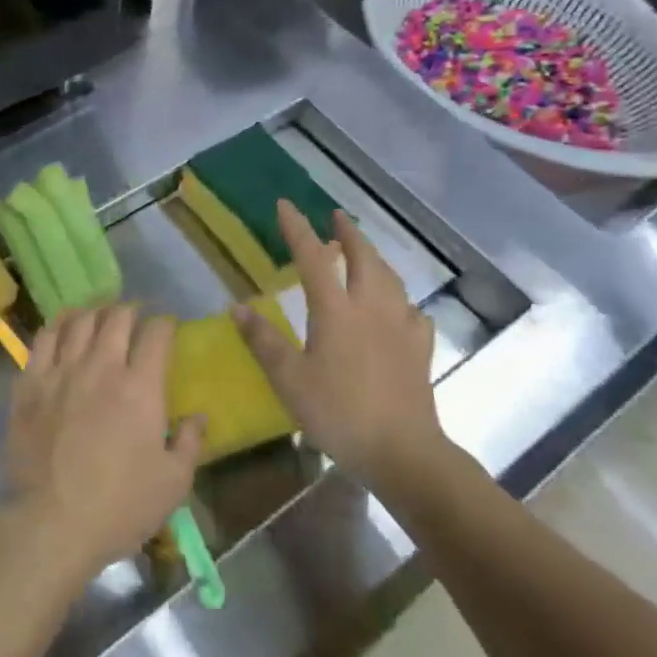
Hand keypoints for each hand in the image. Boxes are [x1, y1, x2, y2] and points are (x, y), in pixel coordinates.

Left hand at [1, 306, 205, 581]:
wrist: (49, 523)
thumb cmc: (118, 507)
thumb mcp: (172, 484)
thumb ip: (189, 443)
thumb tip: (198, 416)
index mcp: (140, 387)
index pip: (156, 334)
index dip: (165, 324)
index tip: (168, 327)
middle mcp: (101, 367)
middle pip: (117, 317)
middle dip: (131, 311)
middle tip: (135, 318)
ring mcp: (61, 371)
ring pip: (79, 320)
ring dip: (95, 312)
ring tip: (100, 316)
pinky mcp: (30, 383)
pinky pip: (44, 338)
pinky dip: (59, 325)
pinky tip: (64, 327)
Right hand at [234, 201, 447, 492]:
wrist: (404, 452)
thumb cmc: (339, 413)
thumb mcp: (290, 380)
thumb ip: (264, 341)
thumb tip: (237, 307)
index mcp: (336, 311)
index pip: (313, 259)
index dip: (298, 230)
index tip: (286, 204)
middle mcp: (371, 309)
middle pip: (363, 259)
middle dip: (348, 234)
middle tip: (336, 218)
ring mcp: (401, 328)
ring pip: (391, 280)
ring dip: (375, 258)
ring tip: (365, 253)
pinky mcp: (419, 351)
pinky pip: (414, 313)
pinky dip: (403, 301)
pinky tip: (402, 309)